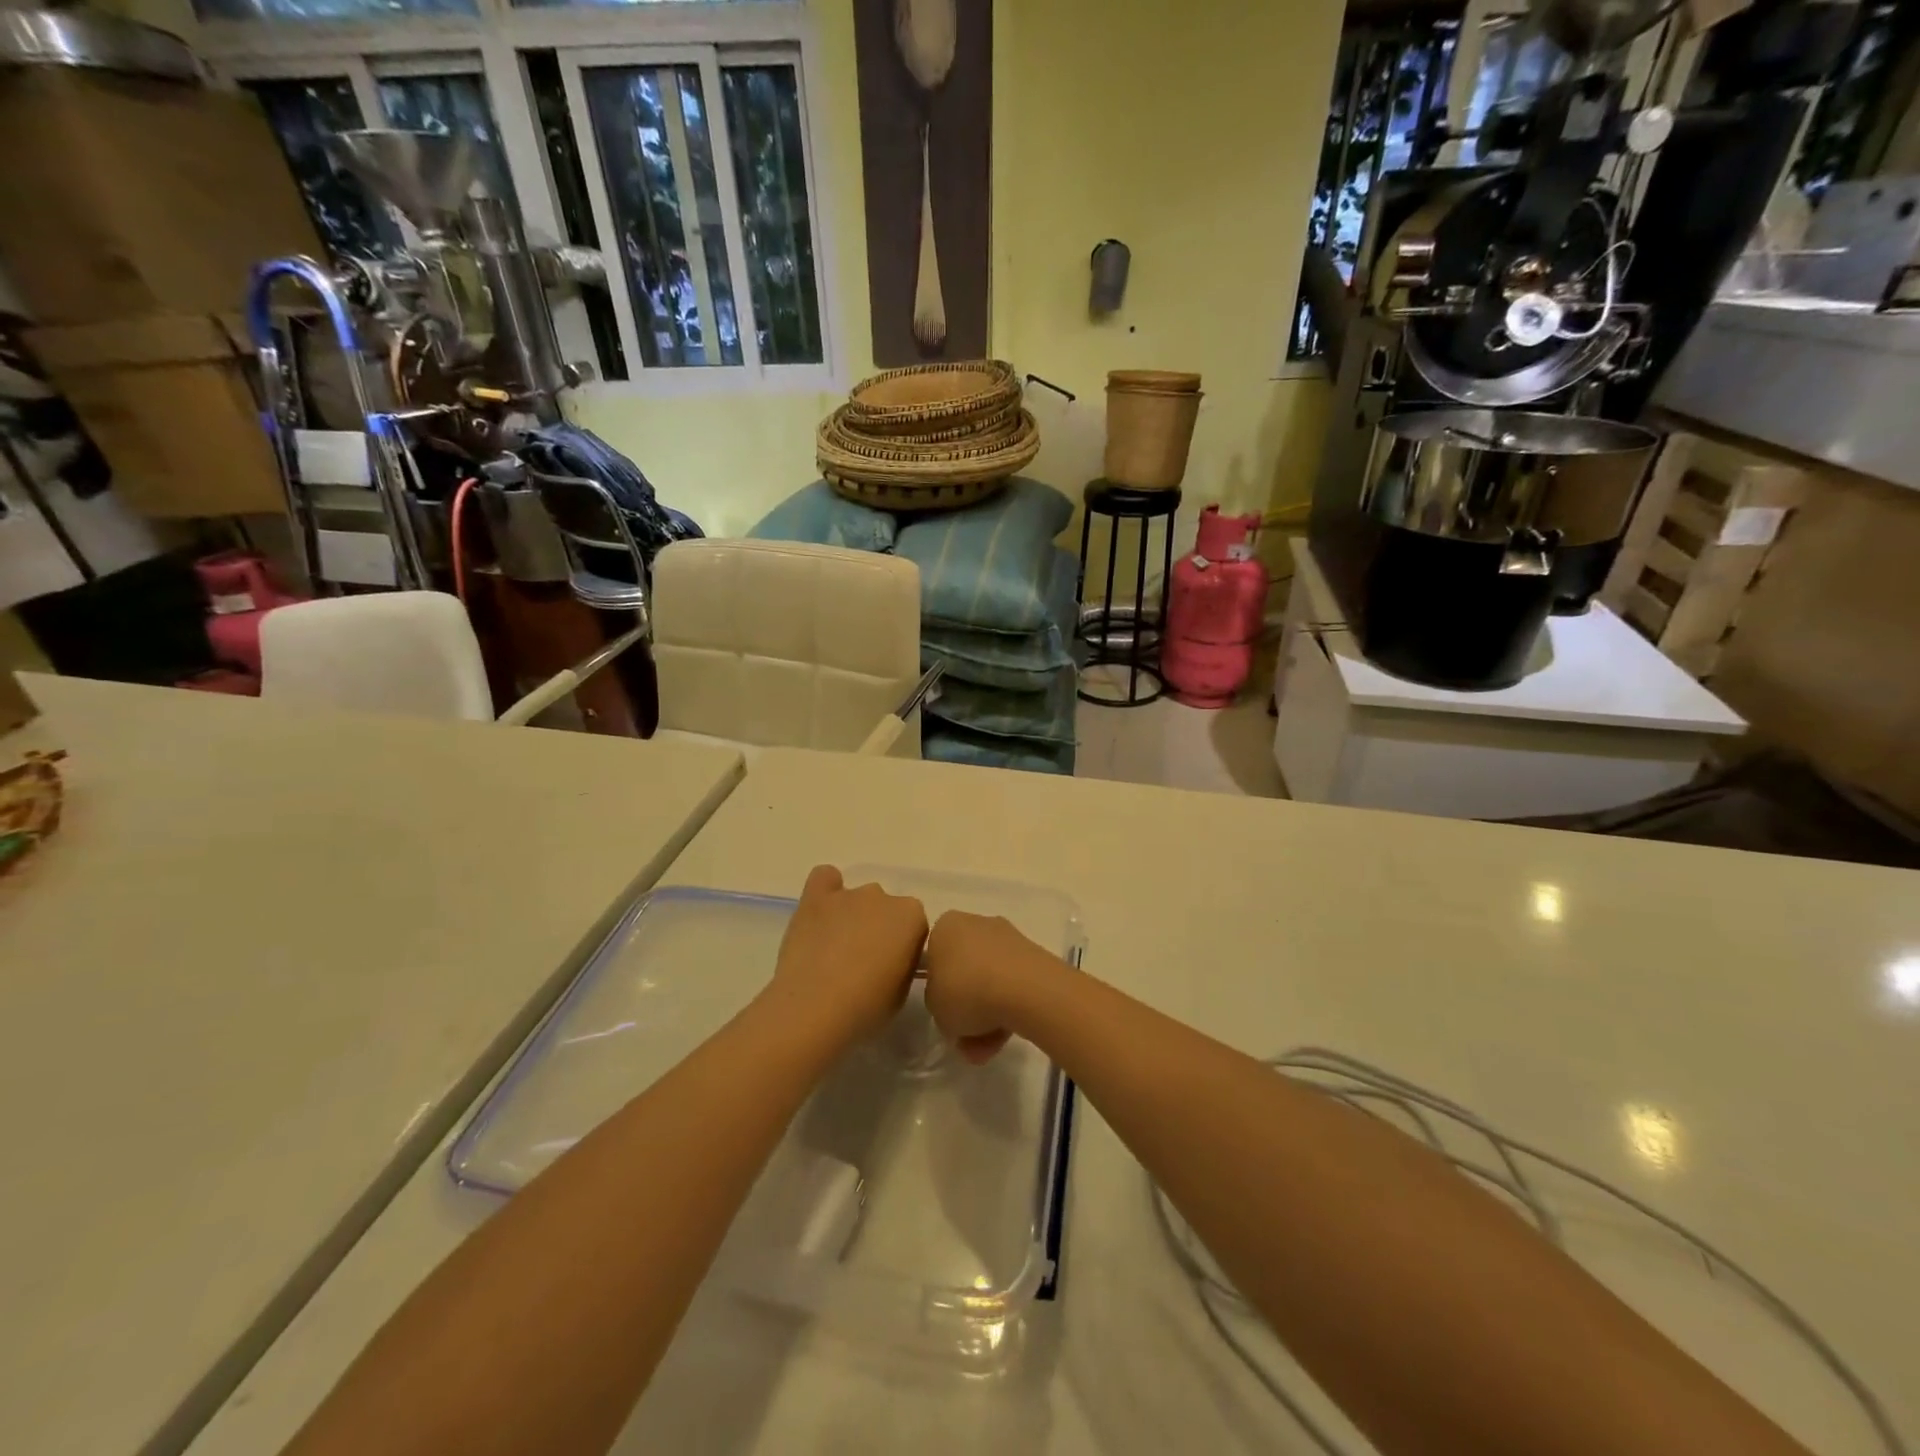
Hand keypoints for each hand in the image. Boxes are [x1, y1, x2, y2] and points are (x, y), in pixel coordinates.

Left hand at [767, 865, 927, 1047]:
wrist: (816, 1008)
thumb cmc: (867, 1007)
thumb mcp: (902, 992)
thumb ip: (903, 964)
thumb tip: (891, 959)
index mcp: (912, 916)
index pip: (914, 925)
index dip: (902, 948)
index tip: (890, 969)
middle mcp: (883, 896)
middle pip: (885, 909)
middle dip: (878, 929)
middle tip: (863, 962)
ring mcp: (848, 894)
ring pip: (857, 899)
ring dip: (852, 916)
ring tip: (835, 948)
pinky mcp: (816, 898)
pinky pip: (825, 879)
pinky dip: (826, 891)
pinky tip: (821, 914)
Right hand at [921, 911, 1055, 1063]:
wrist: (1024, 989)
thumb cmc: (965, 991)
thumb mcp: (934, 1007)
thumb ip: (937, 1003)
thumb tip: (952, 1006)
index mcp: (946, 927)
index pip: (934, 958)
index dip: (938, 990)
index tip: (943, 1013)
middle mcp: (976, 924)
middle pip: (965, 971)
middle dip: (966, 1008)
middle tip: (965, 1039)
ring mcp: (1007, 939)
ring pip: (989, 982)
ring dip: (986, 1016)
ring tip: (986, 1049)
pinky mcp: (1032, 957)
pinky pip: (1012, 986)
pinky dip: (1008, 1009)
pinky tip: (1006, 1037)